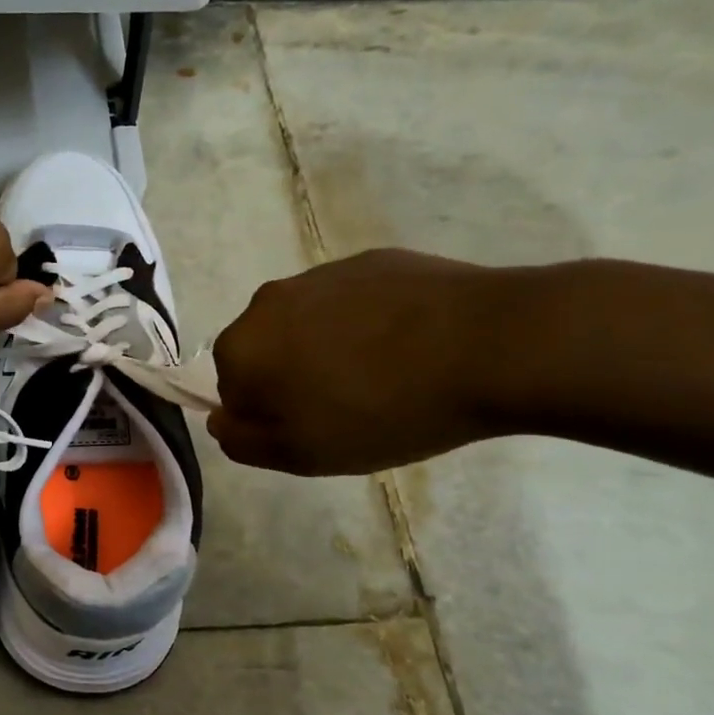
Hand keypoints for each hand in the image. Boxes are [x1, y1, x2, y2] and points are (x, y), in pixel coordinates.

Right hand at [209, 249, 508, 474]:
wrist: (492, 345)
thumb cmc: (383, 410)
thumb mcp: (302, 454)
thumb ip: (243, 441)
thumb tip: (221, 420)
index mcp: (242, 347)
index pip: (232, 390)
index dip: (269, 416)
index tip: (313, 429)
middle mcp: (267, 302)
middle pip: (265, 351)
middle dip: (292, 377)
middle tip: (346, 407)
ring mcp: (320, 274)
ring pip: (307, 324)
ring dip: (327, 349)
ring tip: (385, 376)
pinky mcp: (371, 260)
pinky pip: (352, 301)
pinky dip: (367, 323)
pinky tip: (411, 346)